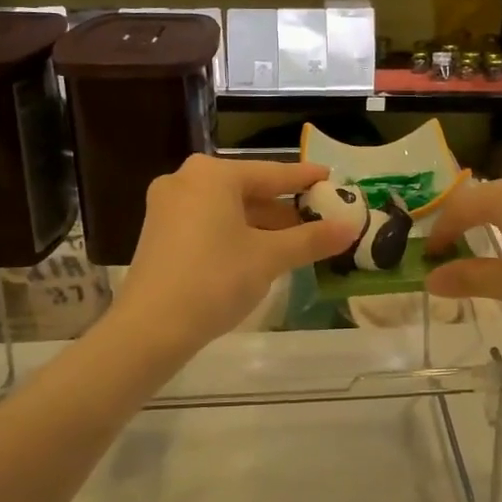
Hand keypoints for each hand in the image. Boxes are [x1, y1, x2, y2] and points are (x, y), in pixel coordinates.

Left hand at [112, 155, 360, 354]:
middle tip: (319, 218)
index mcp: (212, 175)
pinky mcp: (159, 233)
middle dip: (284, 207)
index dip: (305, 179)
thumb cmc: (215, 280)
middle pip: (248, 190)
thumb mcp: (269, 258)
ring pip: (228, 209)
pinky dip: (236, 233)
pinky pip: (208, 223)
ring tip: (297, 240)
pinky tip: (259, 252)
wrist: (151, 328)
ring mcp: (167, 206)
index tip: (331, 177)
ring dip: (262, 224)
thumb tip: (351, 227)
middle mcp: (186, 180)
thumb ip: (311, 239)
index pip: (271, 173)